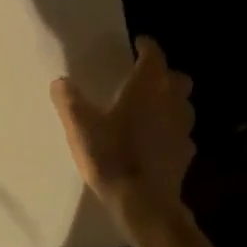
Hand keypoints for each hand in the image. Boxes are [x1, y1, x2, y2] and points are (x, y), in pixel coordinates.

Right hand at [51, 36, 194, 236]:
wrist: (144, 204)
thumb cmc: (112, 156)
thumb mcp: (80, 126)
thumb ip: (69, 100)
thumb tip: (61, 81)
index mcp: (146, 88)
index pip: (154, 56)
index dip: (147, 47)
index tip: (138, 43)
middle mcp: (170, 103)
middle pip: (178, 78)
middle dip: (164, 74)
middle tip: (144, 78)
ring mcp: (182, 130)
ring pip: (183, 106)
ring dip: (170, 101)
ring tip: (149, 108)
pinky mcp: (185, 155)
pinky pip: (181, 134)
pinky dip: (171, 131)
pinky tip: (155, 140)